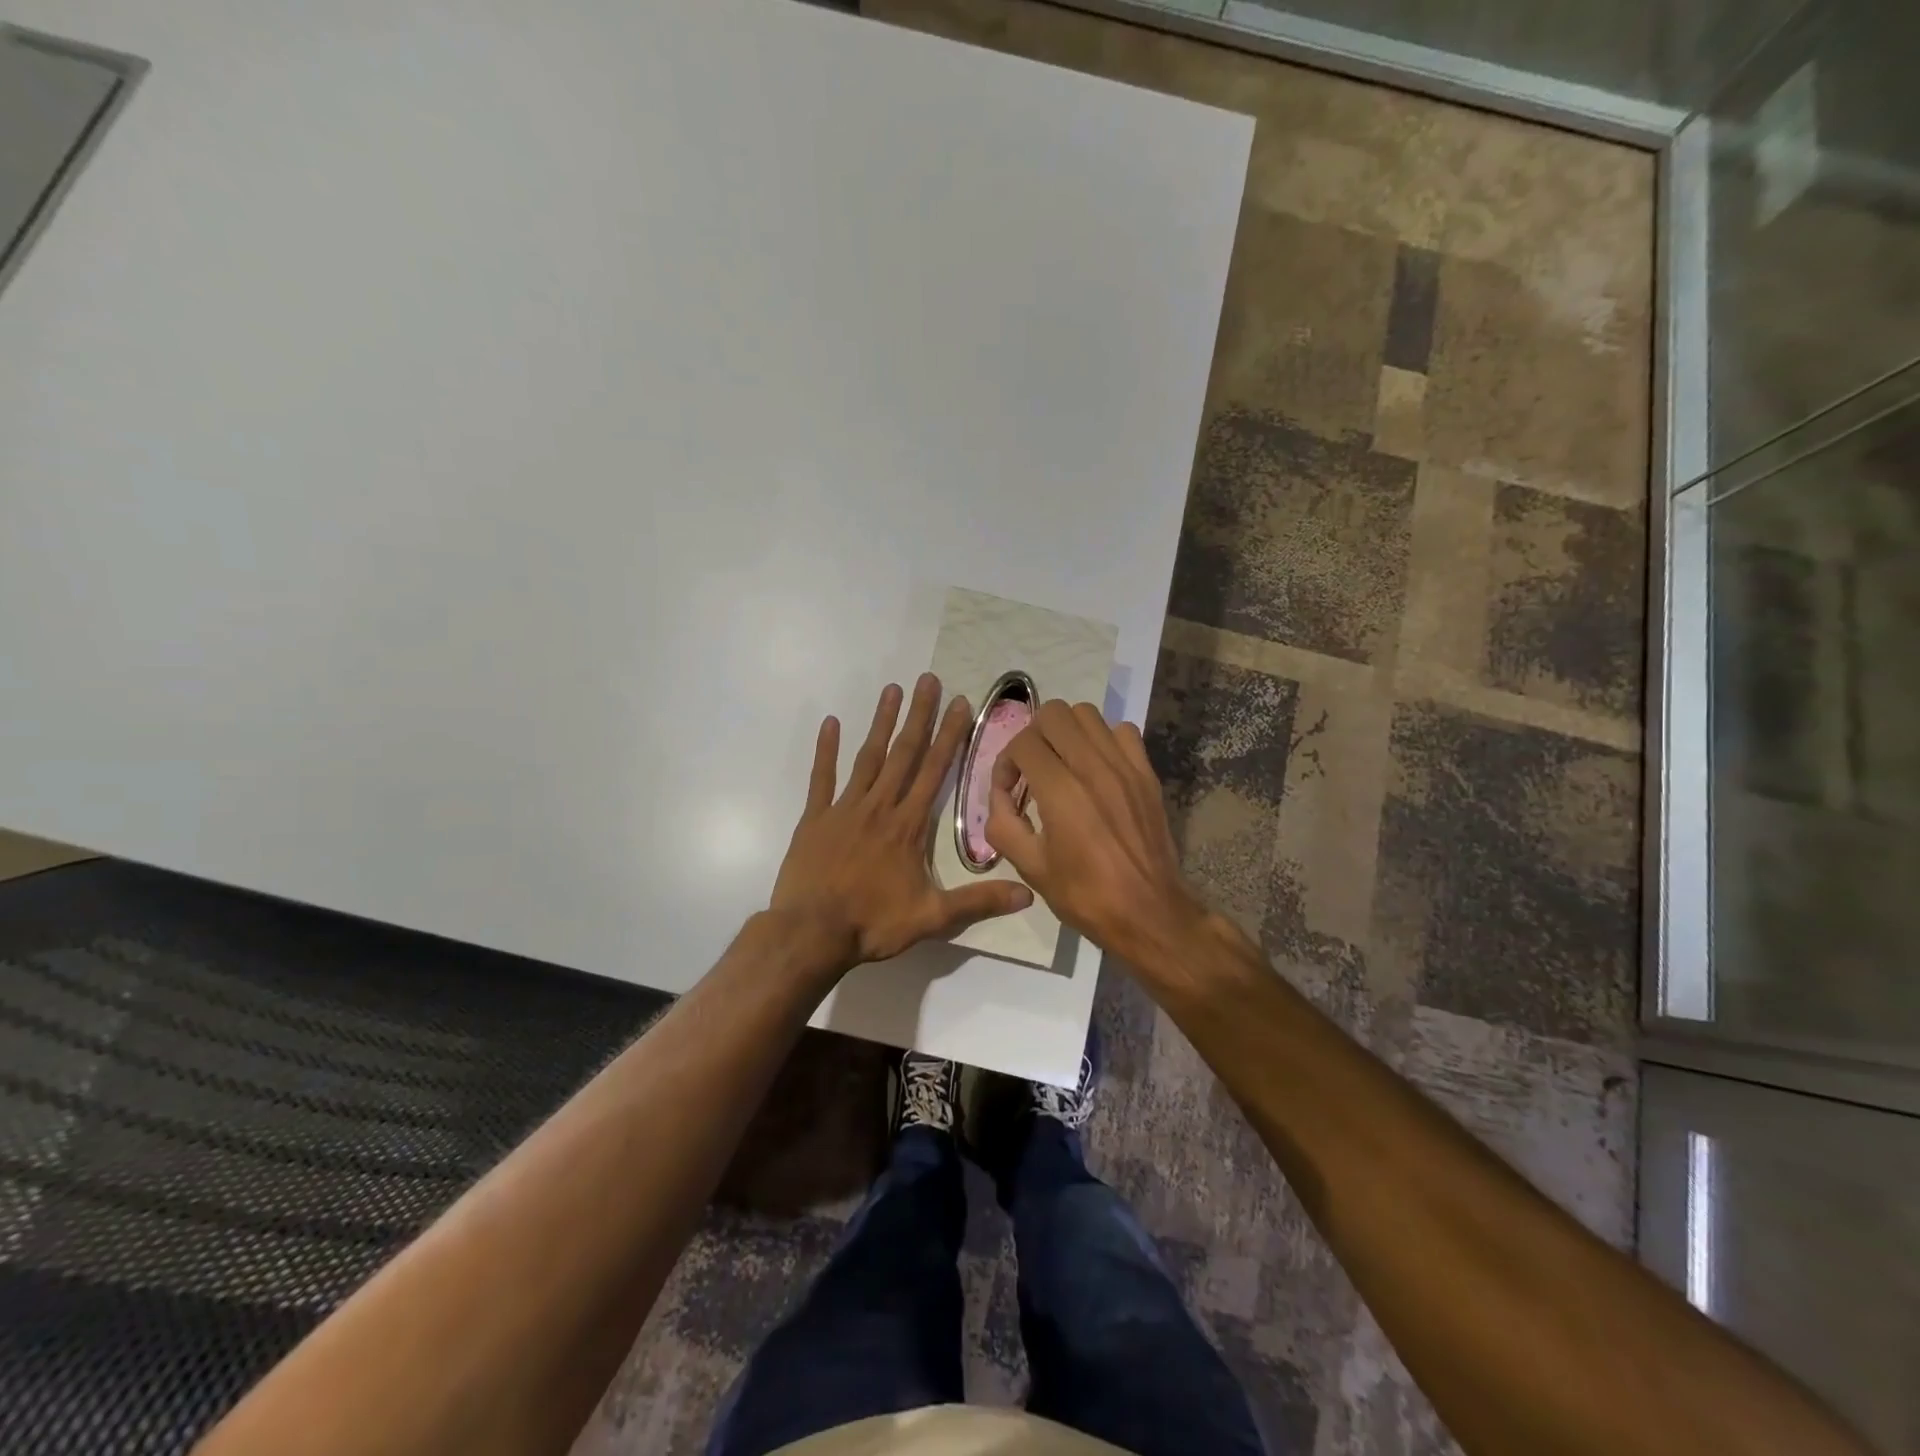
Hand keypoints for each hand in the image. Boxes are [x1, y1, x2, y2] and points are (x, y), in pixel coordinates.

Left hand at [770, 674, 1032, 971]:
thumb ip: (979, 901)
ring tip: (891, 690)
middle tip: (927, 680)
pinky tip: (830, 723)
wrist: (811, 934)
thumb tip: (1028, 895)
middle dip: (919, 715)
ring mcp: (844, 809)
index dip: (950, 736)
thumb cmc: (873, 923)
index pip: (935, 771)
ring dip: (881, 723)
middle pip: (903, 753)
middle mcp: (879, 807)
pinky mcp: (815, 818)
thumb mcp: (932, 917)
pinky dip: (826, 750)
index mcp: (908, 825)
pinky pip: (821, 778)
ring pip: (867, 757)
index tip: (960, 703)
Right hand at [984, 700, 1206, 972]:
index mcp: (1061, 792)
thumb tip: (999, 796)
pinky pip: (1123, 731)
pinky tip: (1096, 768)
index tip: (1008, 791)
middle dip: (1033, 735)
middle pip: (1054, 713)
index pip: (1023, 742)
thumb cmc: (1085, 895)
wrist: (1148, 912)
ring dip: (1066, 732)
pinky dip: (1103, 739)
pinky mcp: (1147, 773)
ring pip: (1088, 714)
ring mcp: (1125, 767)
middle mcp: (1093, 768)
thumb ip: (1002, 824)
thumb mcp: (1030, 867)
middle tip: (1031, 768)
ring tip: (1062, 763)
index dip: (1006, 762)